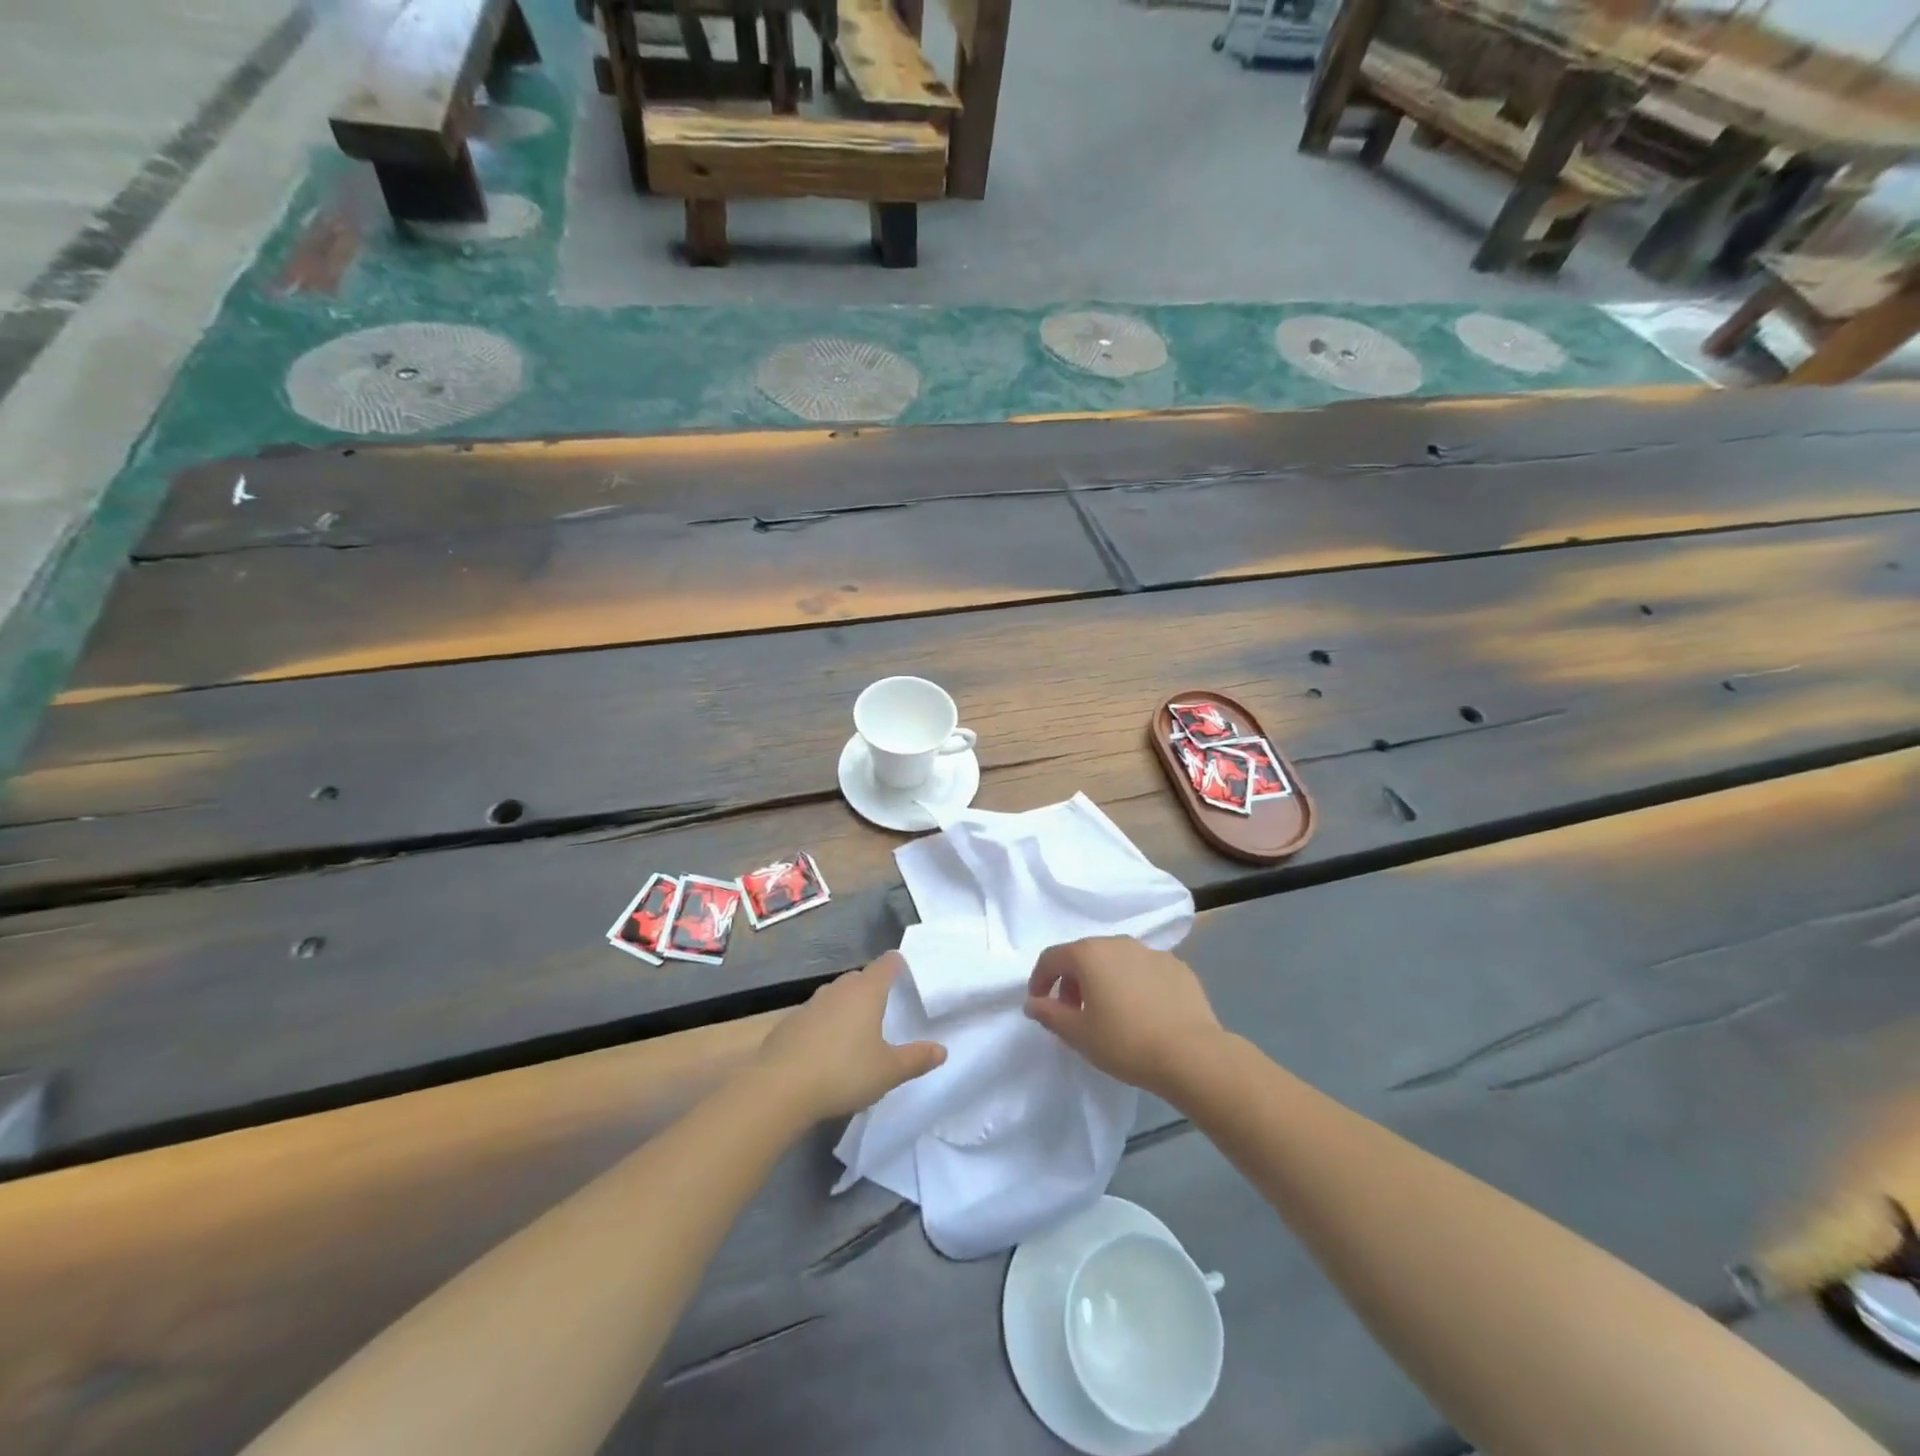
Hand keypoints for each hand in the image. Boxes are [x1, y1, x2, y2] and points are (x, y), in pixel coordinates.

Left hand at [754, 952, 946, 1120]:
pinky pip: (815, 1016)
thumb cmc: (843, 1072)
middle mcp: (838, 989)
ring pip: (835, 996)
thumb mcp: (888, 1071)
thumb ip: (916, 1059)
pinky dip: (824, 1025)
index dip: (897, 964)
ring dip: (846, 1006)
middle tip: (884, 1006)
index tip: (905, 970)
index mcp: (866, 992)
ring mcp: (810, 1004)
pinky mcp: (789, 1023)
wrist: (779, 1088)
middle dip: (872, 987)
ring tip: (856, 1029)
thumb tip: (941, 1050)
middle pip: (859, 978)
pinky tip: (825, 1049)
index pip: (887, 964)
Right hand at [1025, 936, 1222, 1096]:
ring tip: (1109, 1013)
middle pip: (1084, 955)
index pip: (1052, 958)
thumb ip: (1049, 1014)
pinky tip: (1142, 1012)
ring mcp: (1151, 952)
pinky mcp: (1177, 966)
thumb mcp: (1078, 1034)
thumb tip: (1033, 1002)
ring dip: (1103, 980)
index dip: (1040, 979)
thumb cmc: (1125, 1042)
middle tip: (1073, 1012)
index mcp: (1089, 954)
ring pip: (1116, 960)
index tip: (1039, 1004)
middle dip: (1072, 981)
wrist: (1191, 1054)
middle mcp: (1118, 943)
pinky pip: (1144, 970)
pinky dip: (1134, 984)